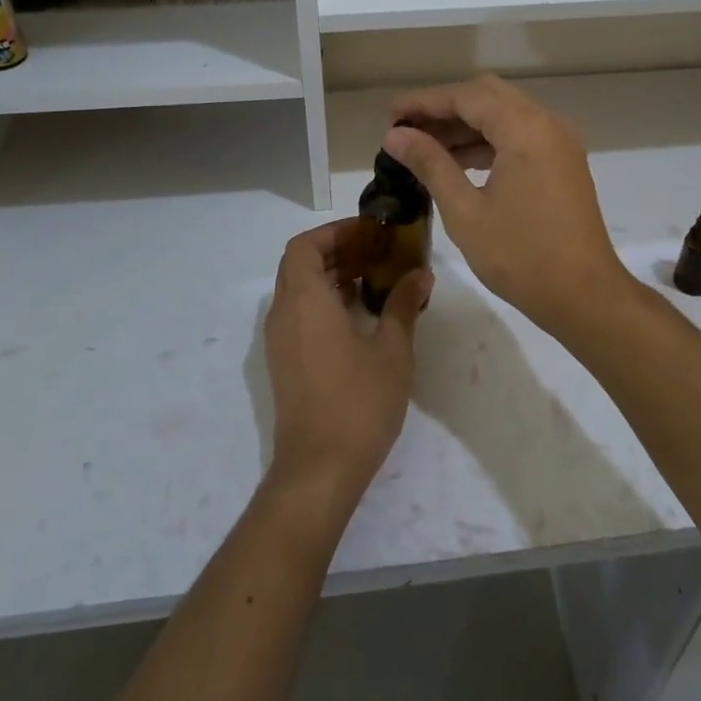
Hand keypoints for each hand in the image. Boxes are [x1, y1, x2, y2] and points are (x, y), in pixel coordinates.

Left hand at [263, 219, 432, 508]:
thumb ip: (403, 306)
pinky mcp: (283, 361)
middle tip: (376, 251)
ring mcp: (279, 340)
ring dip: (329, 275)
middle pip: (299, 264)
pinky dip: (322, 300)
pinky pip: (298, 313)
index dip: (334, 232)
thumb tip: (420, 275)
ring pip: (297, 289)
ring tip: (372, 277)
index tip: (368, 232)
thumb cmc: (358, 403)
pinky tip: (357, 314)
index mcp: (305, 301)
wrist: (319, 468)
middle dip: (335, 250)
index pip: (304, 246)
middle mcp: (283, 314)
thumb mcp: (392, 350)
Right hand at [383, 74, 631, 337]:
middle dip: (444, 108)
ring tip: (424, 147)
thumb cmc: (521, 256)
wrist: (584, 295)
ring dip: (466, 126)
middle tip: (405, 129)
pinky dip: (489, 141)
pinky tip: (458, 162)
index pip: (466, 96)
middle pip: (488, 96)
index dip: (424, 102)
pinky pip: (520, 136)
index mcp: (525, 129)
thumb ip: (430, 164)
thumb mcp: (465, 211)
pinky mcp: (563, 163)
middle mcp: (547, 124)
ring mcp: (559, 143)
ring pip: (505, 115)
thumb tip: (395, 135)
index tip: (390, 115)